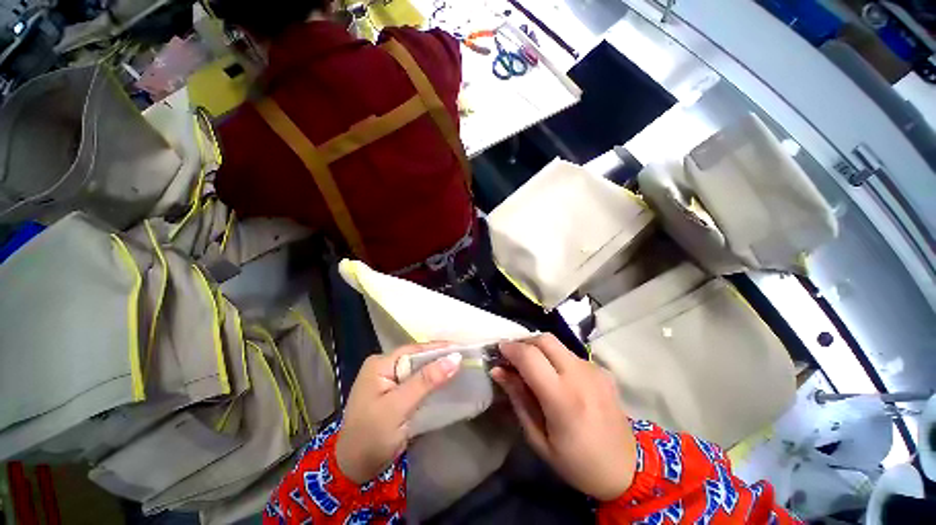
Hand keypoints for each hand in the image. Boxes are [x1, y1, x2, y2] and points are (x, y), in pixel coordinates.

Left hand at [336, 343, 461, 483]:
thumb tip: (455, 358)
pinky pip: (417, 383)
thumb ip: (426, 381)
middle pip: (417, 359)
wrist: (355, 471)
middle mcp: (384, 368)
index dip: (438, 348)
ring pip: (419, 371)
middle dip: (439, 358)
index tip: (461, 348)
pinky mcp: (395, 395)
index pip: (414, 351)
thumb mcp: (398, 407)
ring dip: (437, 370)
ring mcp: (389, 382)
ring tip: (460, 366)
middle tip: (464, 357)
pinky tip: (446, 381)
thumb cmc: (372, 437)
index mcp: (380, 365)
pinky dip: (431, 383)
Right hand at [491, 334, 636, 500]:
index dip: (510, 349)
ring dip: (539, 348)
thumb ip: (518, 400)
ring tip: (532, 366)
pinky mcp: (602, 370)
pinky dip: (555, 357)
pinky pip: (571, 354)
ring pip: (557, 344)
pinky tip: (556, 376)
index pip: (530, 356)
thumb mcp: (539, 439)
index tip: (499, 352)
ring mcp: (594, 369)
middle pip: (545, 339)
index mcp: (562, 398)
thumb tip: (498, 371)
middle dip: (524, 342)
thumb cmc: (577, 462)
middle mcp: (580, 375)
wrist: (628, 469)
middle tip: (513, 356)